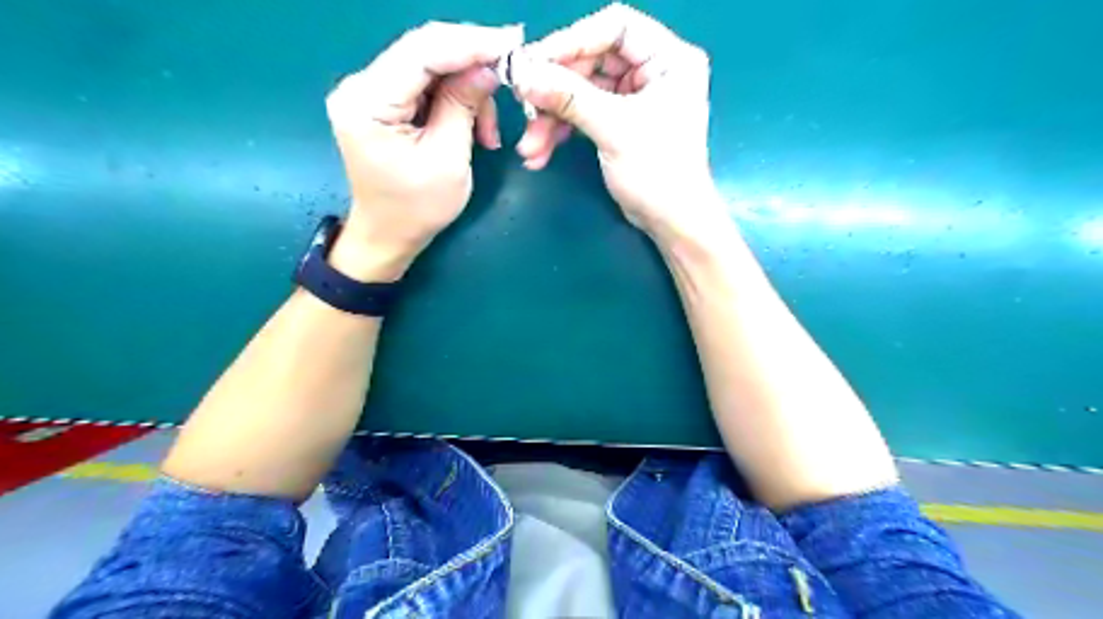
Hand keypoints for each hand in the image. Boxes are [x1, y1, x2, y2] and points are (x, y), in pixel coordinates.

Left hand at [324, 23, 521, 280]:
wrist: (389, 234)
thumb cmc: (417, 208)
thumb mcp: (448, 159)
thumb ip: (464, 106)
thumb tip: (490, 66)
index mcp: (368, 103)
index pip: (421, 52)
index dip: (469, 42)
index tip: (512, 40)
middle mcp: (361, 86)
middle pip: (424, 52)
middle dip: (472, 61)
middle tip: (512, 69)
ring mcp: (371, 92)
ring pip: (431, 67)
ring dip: (468, 91)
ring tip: (489, 134)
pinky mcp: (385, 102)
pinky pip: (427, 85)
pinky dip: (456, 100)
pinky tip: (474, 128)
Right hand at [510, 5, 724, 242]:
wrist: (671, 222)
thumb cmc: (658, 172)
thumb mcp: (614, 129)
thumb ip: (568, 97)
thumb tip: (523, 74)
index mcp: (668, 59)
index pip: (615, 28)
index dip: (572, 41)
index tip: (535, 63)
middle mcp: (652, 71)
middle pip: (591, 61)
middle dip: (555, 91)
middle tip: (525, 107)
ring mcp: (635, 98)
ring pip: (581, 92)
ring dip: (552, 119)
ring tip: (530, 147)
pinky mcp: (620, 122)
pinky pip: (583, 115)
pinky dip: (562, 132)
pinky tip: (541, 152)